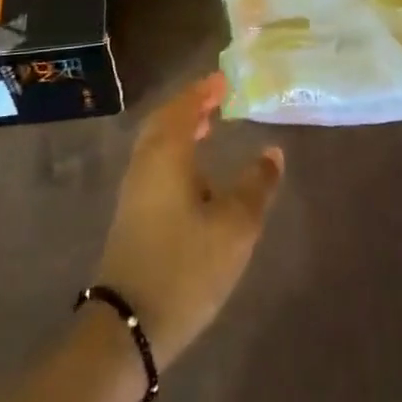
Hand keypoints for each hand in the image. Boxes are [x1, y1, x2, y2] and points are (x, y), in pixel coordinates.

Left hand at [93, 71, 284, 367]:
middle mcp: (145, 161)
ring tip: (207, 127)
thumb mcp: (235, 226)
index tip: (223, 79)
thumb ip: (257, 186)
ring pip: (156, 142)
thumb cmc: (186, 265)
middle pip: (164, 120)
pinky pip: (154, 162)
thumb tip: (272, 153)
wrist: (129, 322)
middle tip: (215, 98)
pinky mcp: (132, 213)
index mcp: (167, 153)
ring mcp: (134, 188)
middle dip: (189, 105)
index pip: (184, 106)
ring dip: (180, 128)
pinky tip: (194, 174)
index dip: (204, 90)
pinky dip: (174, 151)